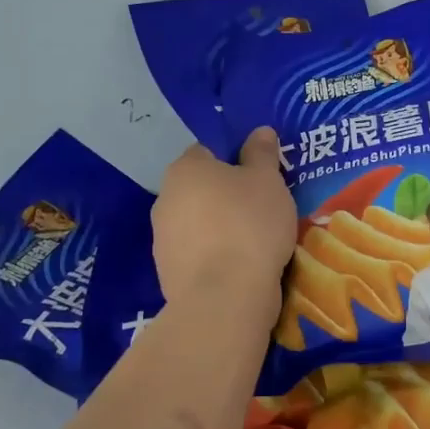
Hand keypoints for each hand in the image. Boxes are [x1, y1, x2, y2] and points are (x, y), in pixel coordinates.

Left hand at [152, 130, 295, 319]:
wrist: (225, 297)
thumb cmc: (250, 225)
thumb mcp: (268, 181)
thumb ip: (262, 154)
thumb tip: (259, 131)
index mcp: (185, 168)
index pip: (207, 151)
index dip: (234, 160)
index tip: (259, 178)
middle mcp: (165, 198)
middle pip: (200, 189)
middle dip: (225, 196)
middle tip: (261, 209)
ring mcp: (161, 238)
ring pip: (197, 223)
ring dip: (218, 228)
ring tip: (254, 243)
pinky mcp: (167, 273)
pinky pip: (196, 255)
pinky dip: (214, 257)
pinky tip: (239, 268)